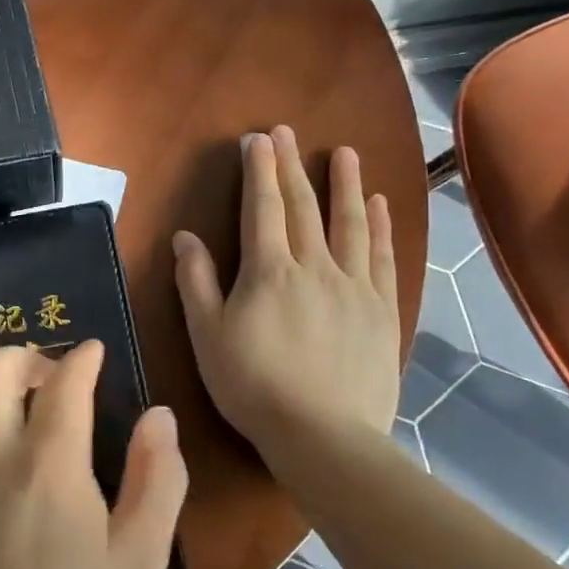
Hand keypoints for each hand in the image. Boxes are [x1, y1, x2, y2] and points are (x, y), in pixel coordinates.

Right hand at [173, 126, 400, 471]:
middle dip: (292, 167)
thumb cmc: (253, 386)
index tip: (258, 140)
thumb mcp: (207, 336)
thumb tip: (185, 236)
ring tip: (345, 152)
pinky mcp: (383, 310)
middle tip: (288, 132)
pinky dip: (381, 228)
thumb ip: (197, 282)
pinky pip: (384, 258)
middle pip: (303, 207)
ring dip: (346, 185)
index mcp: (269, 272)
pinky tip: (380, 205)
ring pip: (350, 224)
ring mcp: (354, 287)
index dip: (259, 171)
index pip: (262, 208)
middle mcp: (314, 267)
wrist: (324, 436)